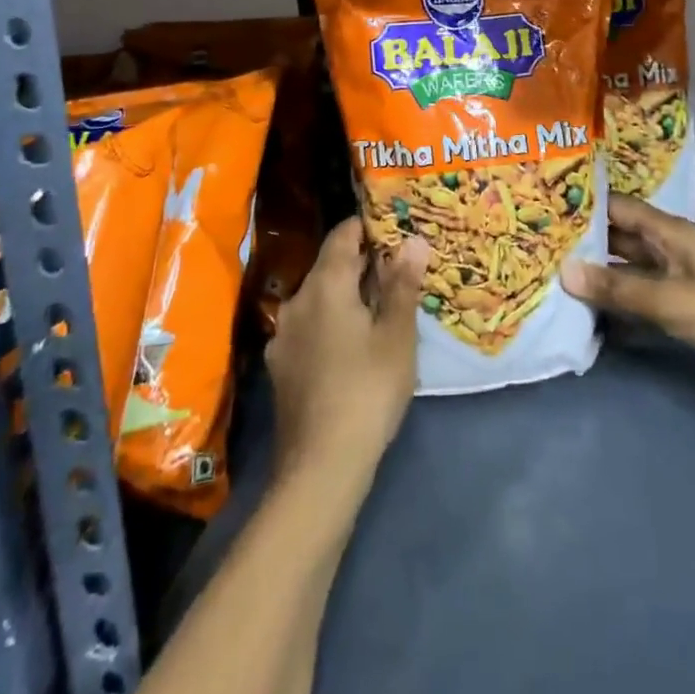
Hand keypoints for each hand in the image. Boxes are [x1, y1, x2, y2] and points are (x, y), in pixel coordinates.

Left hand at [266, 218, 429, 485]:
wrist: (319, 467)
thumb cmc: (367, 391)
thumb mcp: (397, 336)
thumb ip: (402, 284)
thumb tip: (414, 240)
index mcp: (325, 284)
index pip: (342, 234)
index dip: (367, 226)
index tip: (394, 228)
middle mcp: (297, 299)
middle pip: (329, 265)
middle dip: (361, 263)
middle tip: (397, 269)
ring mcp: (283, 334)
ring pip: (318, 297)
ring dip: (345, 295)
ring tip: (378, 307)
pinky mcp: (279, 364)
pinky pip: (308, 326)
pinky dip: (329, 322)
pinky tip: (350, 345)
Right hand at [563, 195, 694, 421]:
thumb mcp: (672, 300)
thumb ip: (618, 288)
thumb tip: (563, 270)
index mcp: (670, 233)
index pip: (618, 208)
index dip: (583, 205)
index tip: (542, 207)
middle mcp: (669, 251)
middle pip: (620, 239)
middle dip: (583, 242)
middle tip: (536, 246)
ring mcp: (676, 283)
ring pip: (627, 272)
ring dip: (597, 276)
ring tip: (551, 278)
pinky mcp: (682, 313)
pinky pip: (639, 302)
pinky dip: (616, 306)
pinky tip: (586, 315)